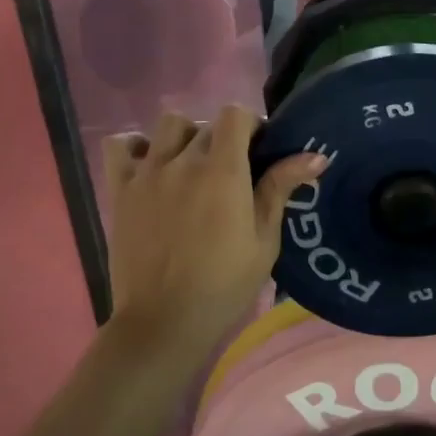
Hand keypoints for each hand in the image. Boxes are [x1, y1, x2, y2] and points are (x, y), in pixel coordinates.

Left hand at [102, 108, 324, 356]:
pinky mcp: (120, 189)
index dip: (251, 125)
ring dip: (185, 136)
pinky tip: (151, 165)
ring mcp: (147, 173)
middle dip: (225, 138)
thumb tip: (315, 156)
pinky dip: (135, 146)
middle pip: (206, 123)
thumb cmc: (224, 284)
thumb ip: (281, 189)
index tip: (259, 150)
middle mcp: (183, 161)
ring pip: (168, 124)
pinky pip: (120, 146)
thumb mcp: (264, 240)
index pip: (235, 114)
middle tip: (232, 172)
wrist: (164, 321)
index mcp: (223, 172)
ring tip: (192, 165)